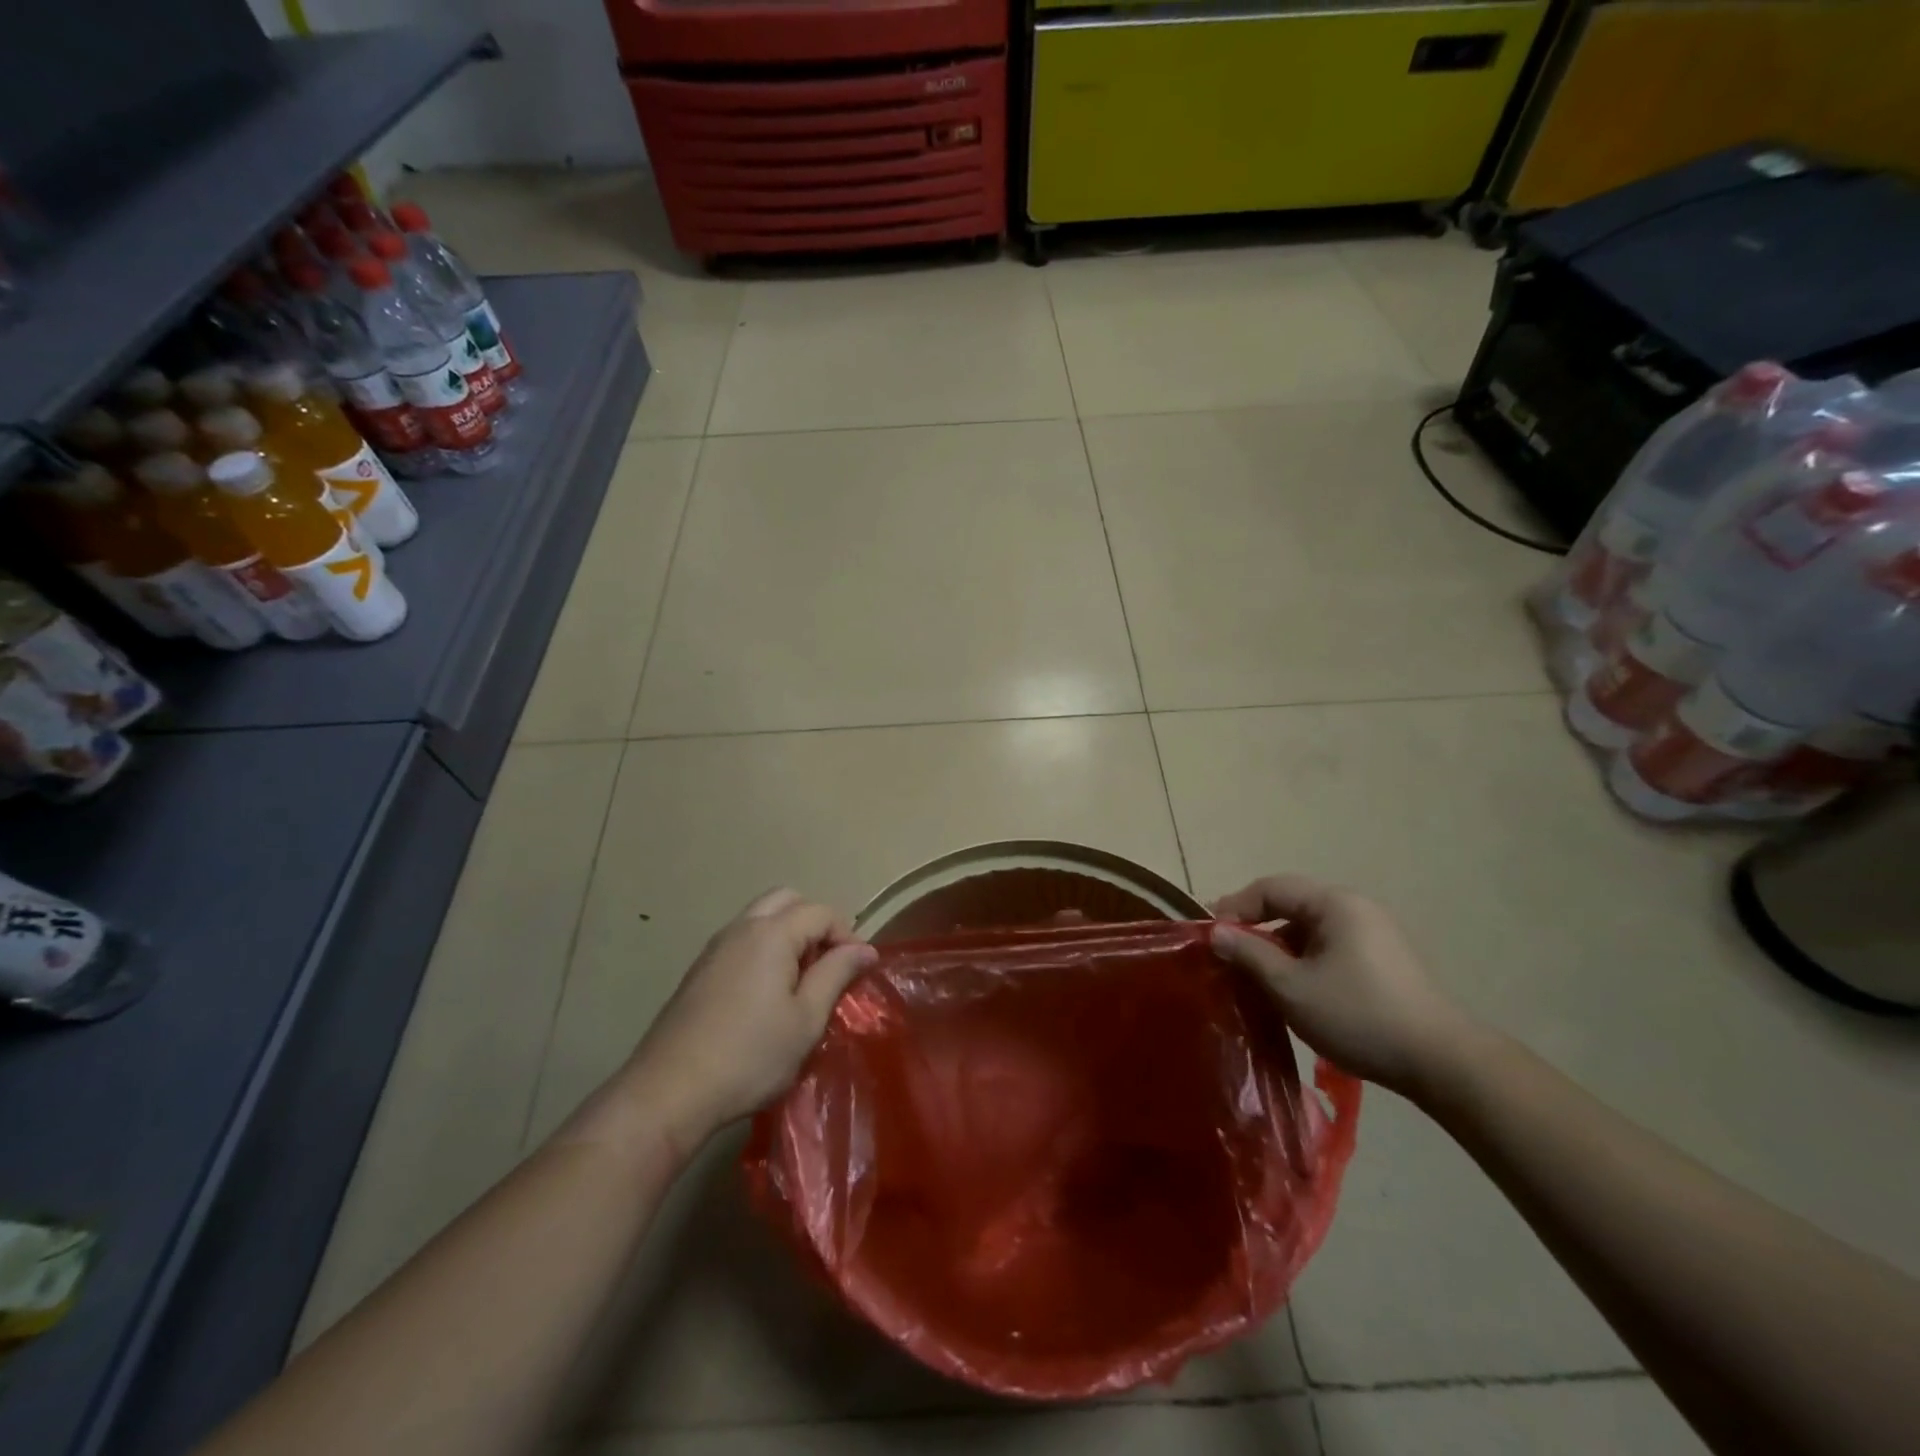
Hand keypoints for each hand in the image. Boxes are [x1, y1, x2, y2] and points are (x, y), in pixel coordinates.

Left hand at [621, 889, 876, 1148]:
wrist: (669, 1092)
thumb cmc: (749, 1056)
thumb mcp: (806, 1019)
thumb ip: (836, 974)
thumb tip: (865, 949)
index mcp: (771, 934)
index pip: (821, 912)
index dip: (847, 935)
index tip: (858, 971)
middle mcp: (741, 929)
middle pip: (787, 900)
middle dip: (815, 923)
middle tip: (828, 964)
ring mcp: (715, 948)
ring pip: (761, 918)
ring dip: (788, 935)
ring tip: (801, 981)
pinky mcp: (699, 971)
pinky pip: (741, 941)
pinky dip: (764, 949)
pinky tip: (766, 995)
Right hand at [1209, 875, 1477, 1096]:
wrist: (1441, 1062)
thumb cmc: (1358, 1016)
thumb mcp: (1291, 987)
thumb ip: (1250, 954)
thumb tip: (1216, 932)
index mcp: (1335, 904)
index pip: (1271, 888)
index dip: (1235, 906)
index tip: (1209, 934)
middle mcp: (1356, 908)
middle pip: (1291, 905)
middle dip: (1255, 927)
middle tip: (1228, 953)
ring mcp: (1374, 934)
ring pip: (1310, 929)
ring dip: (1278, 946)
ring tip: (1256, 976)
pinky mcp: (1384, 961)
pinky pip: (1330, 947)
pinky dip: (1304, 960)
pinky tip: (1294, 989)